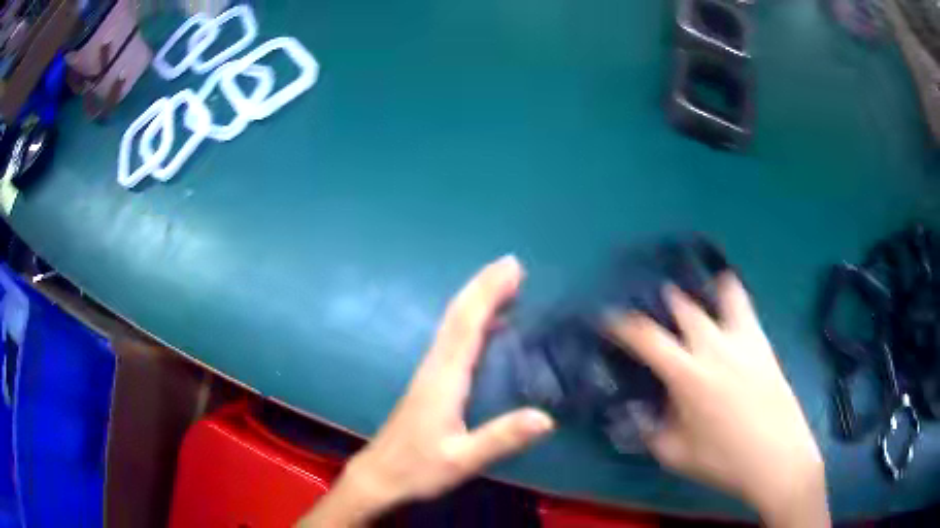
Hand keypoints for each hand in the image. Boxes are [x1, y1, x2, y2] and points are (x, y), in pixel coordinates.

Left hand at [299, 256, 553, 526]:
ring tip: (505, 284)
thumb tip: (547, 418)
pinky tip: (488, 327)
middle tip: (512, 264)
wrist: (379, 476)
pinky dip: (472, 322)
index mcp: (444, 378)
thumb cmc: (418, 468)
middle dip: (484, 286)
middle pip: (458, 316)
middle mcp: (435, 366)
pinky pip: (453, 340)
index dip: (489, 293)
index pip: (467, 325)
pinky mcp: (430, 383)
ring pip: (454, 324)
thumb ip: (501, 439)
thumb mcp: (461, 460)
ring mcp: (430, 372)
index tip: (511, 268)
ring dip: (478, 299)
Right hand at [607, 274, 828, 527]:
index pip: (647, 337)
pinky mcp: (764, 344)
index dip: (623, 324)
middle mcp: (715, 347)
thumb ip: (650, 429)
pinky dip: (734, 301)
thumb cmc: (723, 461)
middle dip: (666, 301)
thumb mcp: (675, 454)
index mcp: (688, 374)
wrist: (777, 458)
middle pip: (686, 307)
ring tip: (701, 292)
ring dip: (708, 288)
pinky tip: (730, 313)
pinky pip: (747, 309)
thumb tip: (638, 410)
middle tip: (656, 305)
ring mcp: (744, 340)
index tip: (609, 319)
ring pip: (725, 293)